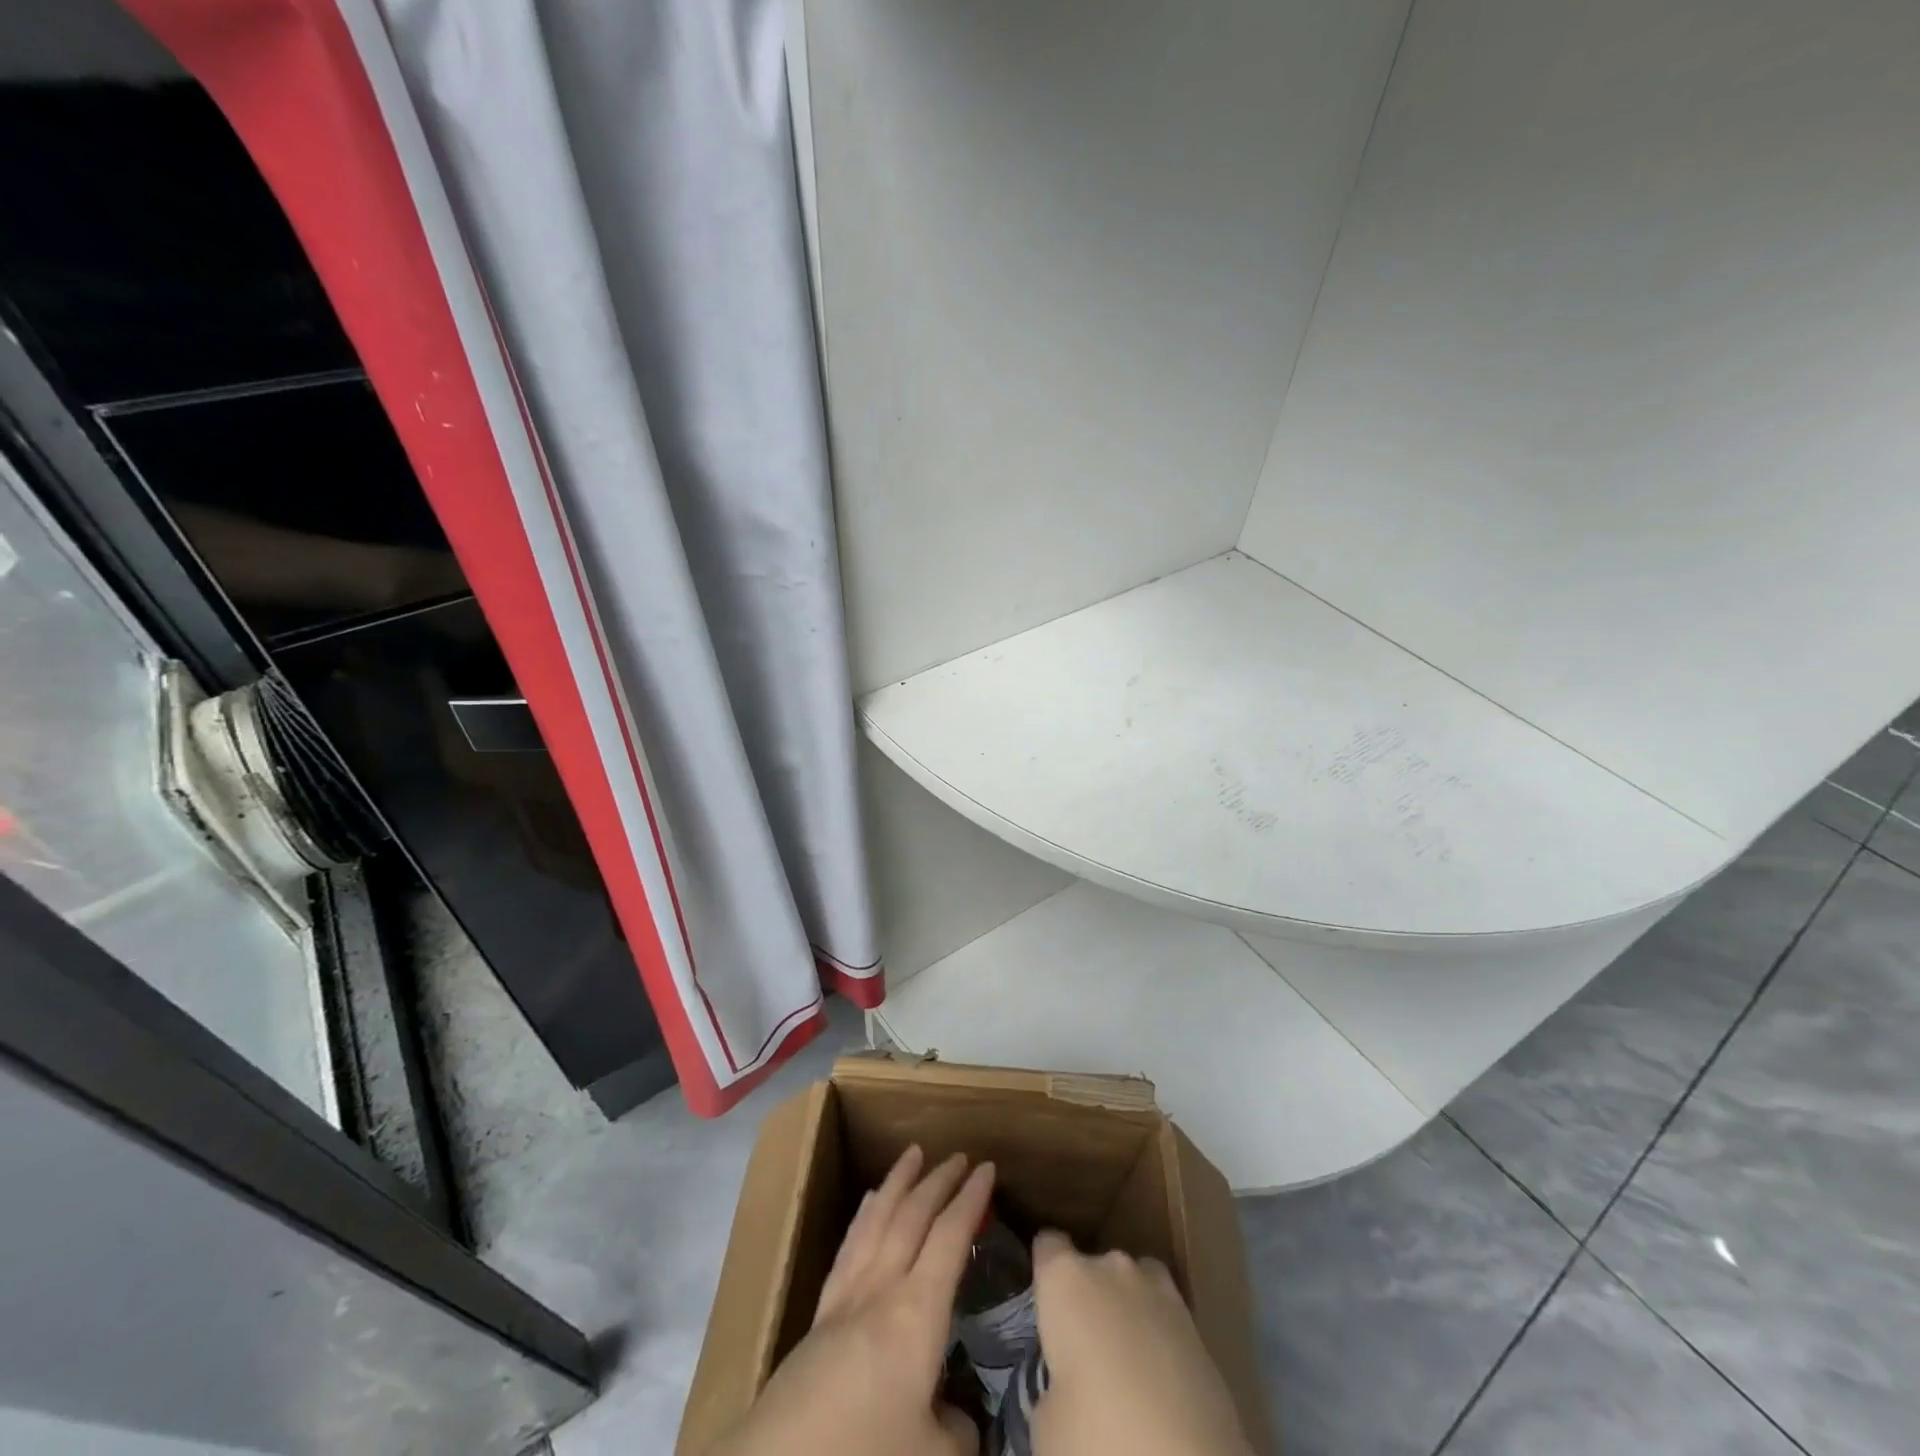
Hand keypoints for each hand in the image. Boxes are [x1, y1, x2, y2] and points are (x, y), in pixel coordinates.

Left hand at [712, 1145, 994, 1455]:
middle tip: (957, 1155)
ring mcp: (846, 1297)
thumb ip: (958, 1432)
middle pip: (912, 1216)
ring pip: (876, 1220)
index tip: (987, 1168)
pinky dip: (864, 1215)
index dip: (971, 1199)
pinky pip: (849, 1245)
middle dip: (938, 1181)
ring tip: (911, 1155)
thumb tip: (958, 1418)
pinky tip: (868, 1205)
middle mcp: (882, 1289)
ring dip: (897, 1183)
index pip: (950, 1236)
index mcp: (917, 1313)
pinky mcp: (819, 1316)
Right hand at [1030, 1232, 1253, 1455]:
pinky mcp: (1198, 1325)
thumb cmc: (1097, 1434)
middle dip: (1089, 1299)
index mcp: (1066, 1278)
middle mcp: (1111, 1267)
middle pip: (1093, 1267)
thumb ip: (1051, 1381)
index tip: (1043, 1305)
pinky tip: (1159, 1382)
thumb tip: (1065, 1385)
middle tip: (1084, 1352)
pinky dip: (1160, 1338)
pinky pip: (1166, 1317)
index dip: (1044, 1273)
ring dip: (1128, 1311)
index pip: (1047, 1245)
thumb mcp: (1045, 1422)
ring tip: (1125, 1362)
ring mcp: (1160, 1290)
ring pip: (1134, 1285)